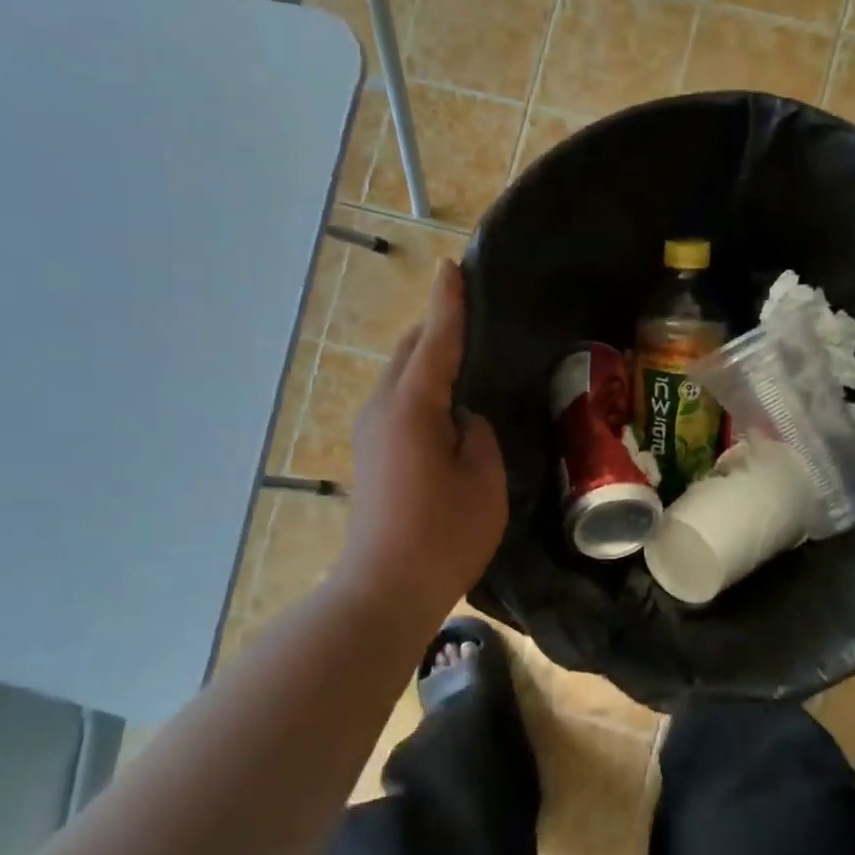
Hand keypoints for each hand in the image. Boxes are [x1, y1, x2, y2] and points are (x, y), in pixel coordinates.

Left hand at [336, 259, 506, 616]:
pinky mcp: (372, 454)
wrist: (385, 588)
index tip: (452, 266)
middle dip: (437, 327)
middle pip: (411, 351)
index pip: (436, 339)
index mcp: (412, 405)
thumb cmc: (444, 532)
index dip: (448, 302)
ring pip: (401, 376)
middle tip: (473, 315)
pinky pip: (398, 401)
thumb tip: (462, 416)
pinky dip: (422, 386)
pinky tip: (447, 401)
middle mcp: (382, 408)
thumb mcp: (484, 476)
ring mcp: (371, 431)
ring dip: (429, 359)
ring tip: (466, 354)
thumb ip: (476, 431)